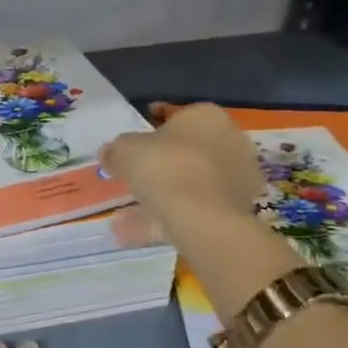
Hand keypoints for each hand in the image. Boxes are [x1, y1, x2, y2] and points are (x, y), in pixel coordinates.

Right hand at [101, 101, 265, 252]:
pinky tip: (136, 231)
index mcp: (207, 116)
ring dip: (161, 195)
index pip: (176, 116)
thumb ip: (116, 150)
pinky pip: (193, 210)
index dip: (149, 129)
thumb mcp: (125, 151)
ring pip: (190, 184)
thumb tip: (110, 153)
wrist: (201, 218)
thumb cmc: (164, 168)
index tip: (130, 146)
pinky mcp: (235, 210)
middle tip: (132, 177)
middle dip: (159, 164)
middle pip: (187, 151)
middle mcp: (230, 141)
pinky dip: (165, 218)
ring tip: (127, 213)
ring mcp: (237, 178)